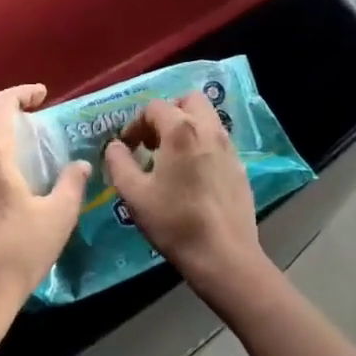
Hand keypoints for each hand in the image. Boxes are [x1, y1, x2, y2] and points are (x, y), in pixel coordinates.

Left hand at [0, 85, 89, 348]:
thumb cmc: (16, 254)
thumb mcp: (57, 218)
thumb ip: (71, 184)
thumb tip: (80, 164)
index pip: (1, 104)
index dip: (22, 93)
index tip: (42, 96)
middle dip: (10, 118)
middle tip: (36, 127)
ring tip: (21, 155)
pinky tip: (3, 185)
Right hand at [103, 94, 268, 308]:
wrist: (224, 256)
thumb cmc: (175, 222)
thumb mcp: (134, 194)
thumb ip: (119, 163)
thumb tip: (115, 146)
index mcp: (181, 130)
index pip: (154, 107)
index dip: (136, 124)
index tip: (128, 147)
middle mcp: (208, 129)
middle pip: (188, 100)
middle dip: (168, 112)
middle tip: (154, 139)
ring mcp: (229, 147)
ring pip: (207, 118)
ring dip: (187, 126)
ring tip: (171, 156)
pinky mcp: (240, 166)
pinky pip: (218, 140)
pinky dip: (202, 144)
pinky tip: (192, 174)